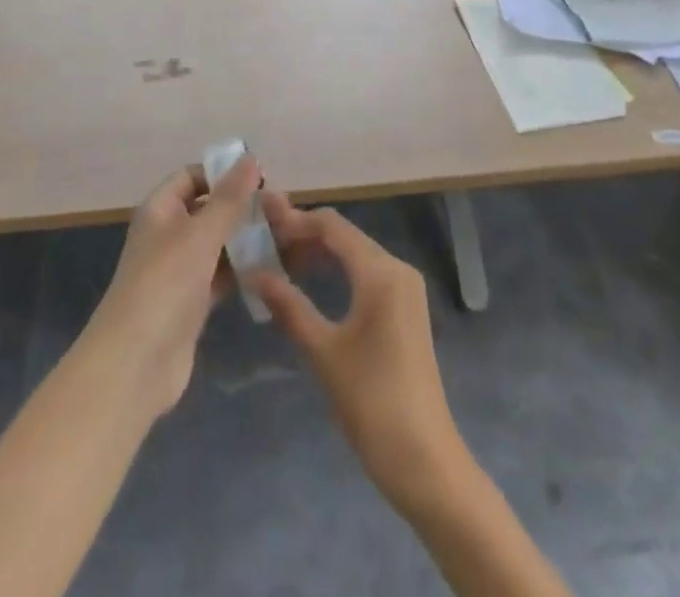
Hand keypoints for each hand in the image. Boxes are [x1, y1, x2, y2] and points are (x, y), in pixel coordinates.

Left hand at [84, 156, 260, 419]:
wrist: (134, 366)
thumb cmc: (164, 285)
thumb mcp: (200, 234)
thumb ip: (229, 198)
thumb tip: (250, 158)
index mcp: (160, 209)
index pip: (194, 176)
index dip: (225, 173)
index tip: (263, 178)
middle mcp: (169, 234)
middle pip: (211, 209)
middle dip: (246, 208)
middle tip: (286, 211)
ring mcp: (181, 270)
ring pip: (221, 243)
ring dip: (250, 238)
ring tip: (291, 238)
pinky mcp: (193, 302)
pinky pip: (223, 275)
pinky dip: (245, 269)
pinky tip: (276, 269)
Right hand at [247, 195, 471, 519]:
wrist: (424, 459)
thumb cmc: (372, 402)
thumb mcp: (323, 352)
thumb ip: (289, 306)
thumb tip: (255, 274)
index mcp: (380, 272)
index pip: (332, 226)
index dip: (295, 219)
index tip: (261, 222)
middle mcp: (397, 268)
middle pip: (344, 235)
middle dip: (304, 235)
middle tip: (264, 244)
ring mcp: (405, 288)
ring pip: (355, 253)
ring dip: (319, 252)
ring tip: (280, 262)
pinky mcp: (405, 308)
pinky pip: (366, 273)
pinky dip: (337, 270)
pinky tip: (311, 283)